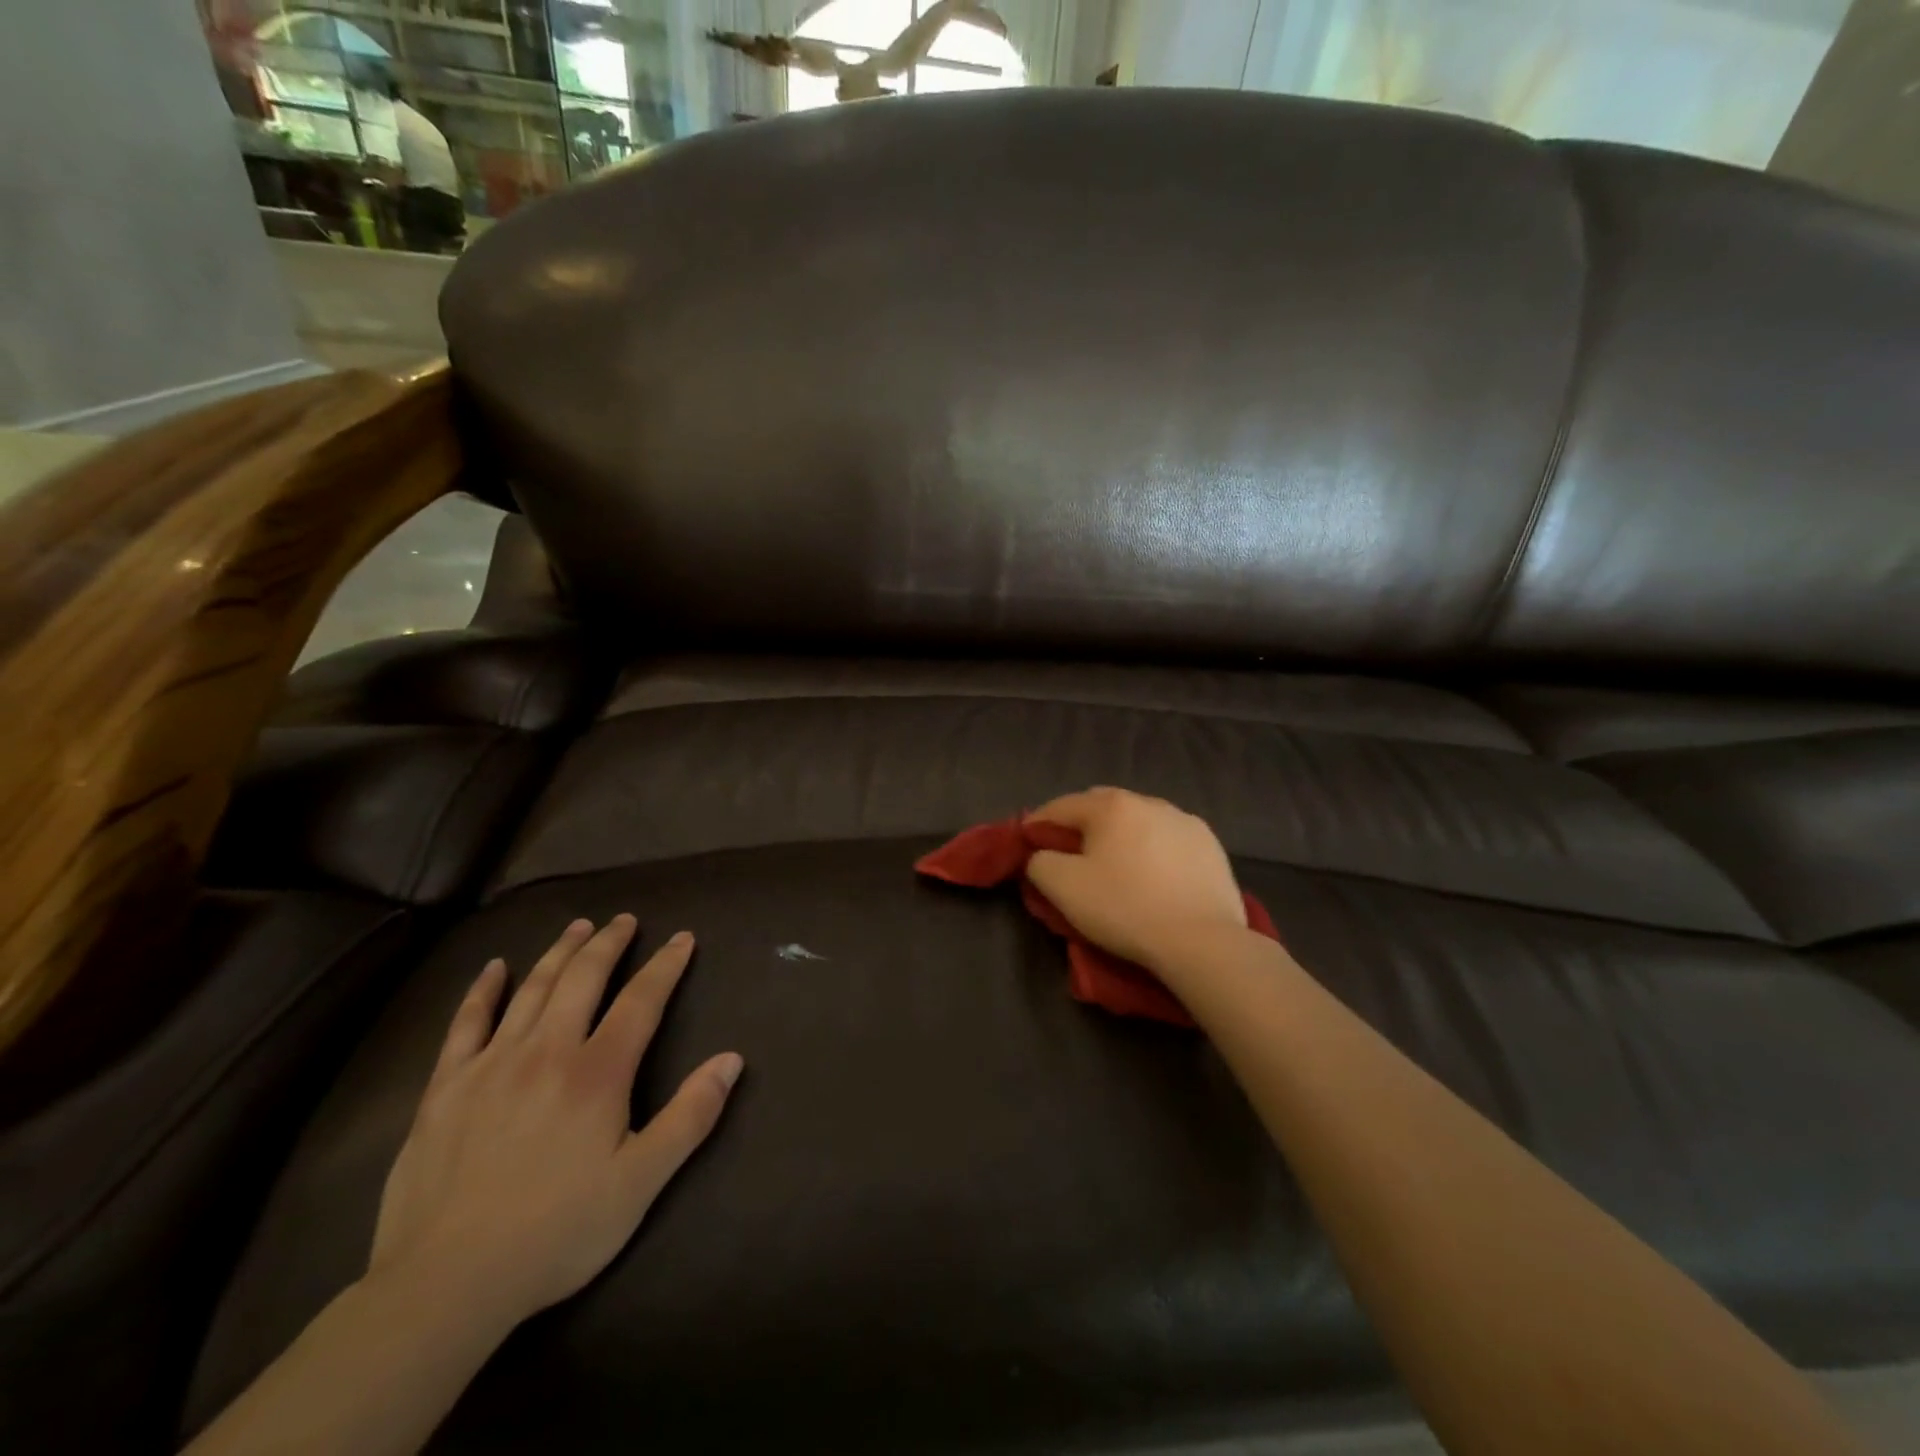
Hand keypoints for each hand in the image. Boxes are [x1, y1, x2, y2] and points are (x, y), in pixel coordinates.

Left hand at [367, 915, 742, 1332]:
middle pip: (583, 979)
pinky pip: (466, 1023)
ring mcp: (491, 1065)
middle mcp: (546, 1052)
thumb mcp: (641, 1182)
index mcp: (597, 1073)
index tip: (682, 938)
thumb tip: (732, 1059)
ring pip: (531, 989)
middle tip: (624, 919)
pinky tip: (494, 968)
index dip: (665, 965)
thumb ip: (690, 1116)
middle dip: (608, 943)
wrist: (445, 1285)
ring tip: (578, 926)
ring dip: (559, 952)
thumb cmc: (557, 1232)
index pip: (641, 1000)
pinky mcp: (445, 1088)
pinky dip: (483, 990)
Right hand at [1026, 787, 1247, 973]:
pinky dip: (1152, 849)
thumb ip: (1040, 862)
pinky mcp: (1210, 845)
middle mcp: (1149, 802)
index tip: (1027, 842)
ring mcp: (1185, 821)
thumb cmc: (1125, 908)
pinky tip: (1152, 874)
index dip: (1038, 823)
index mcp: (1111, 806)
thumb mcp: (1063, 888)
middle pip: (1101, 806)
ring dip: (1120, 834)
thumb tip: (1042, 855)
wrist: (1202, 941)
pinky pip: (1168, 839)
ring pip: (1138, 820)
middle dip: (1080, 824)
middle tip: (1068, 852)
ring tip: (1114, 862)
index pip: (1061, 806)